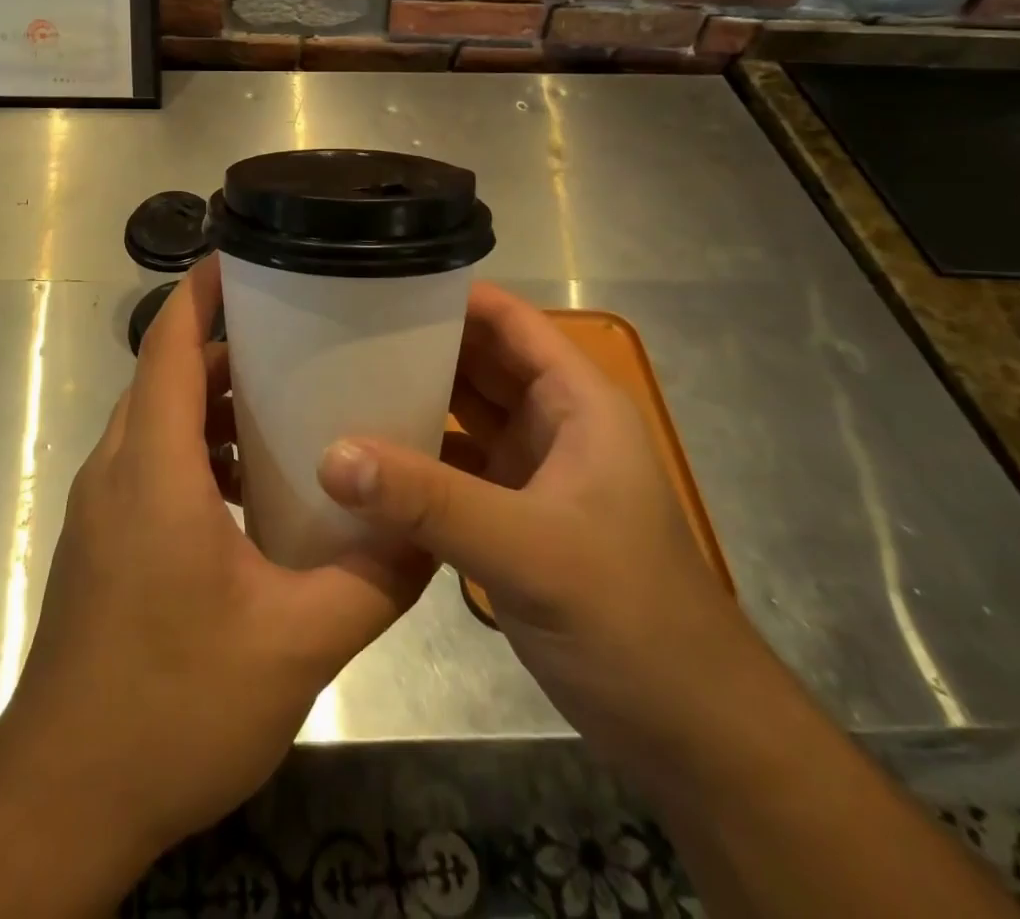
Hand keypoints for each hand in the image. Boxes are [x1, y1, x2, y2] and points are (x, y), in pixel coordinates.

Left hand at [0, 255, 431, 860]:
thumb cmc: (173, 705)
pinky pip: (152, 462)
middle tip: (302, 339)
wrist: (65, 798)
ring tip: (287, 407)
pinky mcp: (104, 539)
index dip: (202, 288)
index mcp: (154, 466)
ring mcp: (103, 505)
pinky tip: (252, 491)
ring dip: (214, 402)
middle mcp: (118, 467)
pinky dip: (199, 450)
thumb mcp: (295, 645)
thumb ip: (372, 582)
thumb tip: (429, 535)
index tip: (249, 257)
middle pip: (168, 373)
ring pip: (159, 419)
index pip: (169, 343)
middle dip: (228, 345)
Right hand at [317, 283, 768, 775]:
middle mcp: (552, 425)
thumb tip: (332, 456)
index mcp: (576, 403)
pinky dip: (412, 461)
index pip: (508, 322)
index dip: (451, 296)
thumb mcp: (530, 550)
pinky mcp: (508, 518)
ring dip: (410, 402)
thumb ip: (430, 501)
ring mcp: (530, 473)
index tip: (378, 286)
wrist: (688, 734)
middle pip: (477, 363)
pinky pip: (450, 469)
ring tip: (335, 384)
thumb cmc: (631, 619)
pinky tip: (361, 462)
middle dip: (416, 347)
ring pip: (460, 416)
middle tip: (337, 333)